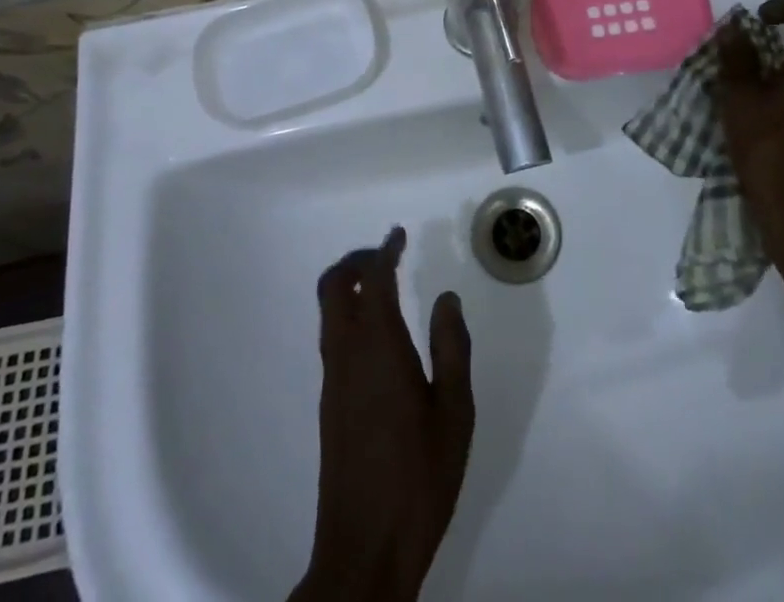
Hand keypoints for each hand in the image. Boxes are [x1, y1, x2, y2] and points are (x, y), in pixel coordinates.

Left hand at [292, 228, 474, 601]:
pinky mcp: (330, 404)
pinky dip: (349, 314)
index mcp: (378, 347)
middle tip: (387, 256)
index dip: (384, 251)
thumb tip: (446, 298)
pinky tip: (379, 334)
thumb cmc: (419, 476)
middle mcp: (346, 354)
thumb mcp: (455, 411)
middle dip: (356, 261)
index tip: (398, 235)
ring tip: (385, 286)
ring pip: (328, 312)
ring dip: (349, 286)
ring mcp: (333, 380)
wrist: (365, 548)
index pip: (373, 280)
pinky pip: (332, 337)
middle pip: (333, 286)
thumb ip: (452, 347)